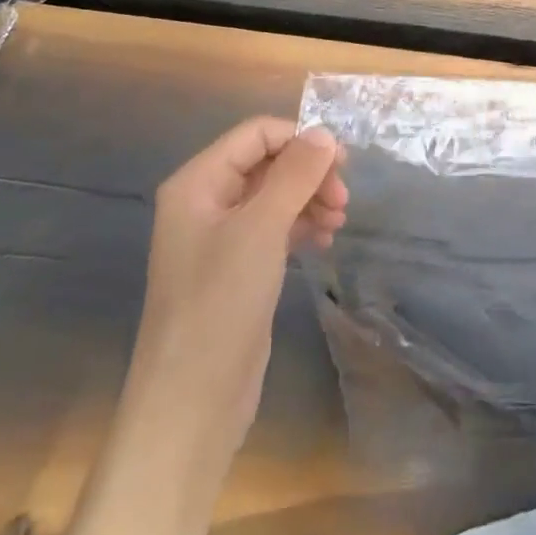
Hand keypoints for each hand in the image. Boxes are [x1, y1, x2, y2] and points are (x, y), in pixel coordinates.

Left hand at [128, 117, 347, 441]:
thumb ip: (294, 174)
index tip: (342, 163)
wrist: (192, 401)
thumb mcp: (261, 229)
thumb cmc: (220, 303)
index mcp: (198, 183)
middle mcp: (206, 203)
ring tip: (338, 221)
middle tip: (343, 199)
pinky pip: (275, 228)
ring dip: (310, 199)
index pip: (255, 135)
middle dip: (309, 174)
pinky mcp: (237, 268)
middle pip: (267, 163)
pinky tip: (324, 240)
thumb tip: (324, 133)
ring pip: (275, 196)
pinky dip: (302, 225)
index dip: (299, 140)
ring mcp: (220, 238)